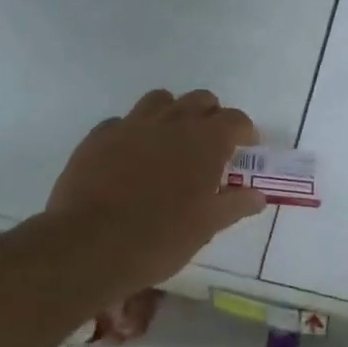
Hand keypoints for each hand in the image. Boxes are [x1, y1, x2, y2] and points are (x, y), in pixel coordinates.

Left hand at [48, 89, 266, 290]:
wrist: (89, 245)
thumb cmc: (159, 238)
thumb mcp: (206, 227)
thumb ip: (235, 205)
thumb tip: (258, 196)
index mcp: (205, 141)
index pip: (235, 119)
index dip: (244, 132)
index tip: (244, 148)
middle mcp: (172, 121)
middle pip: (200, 100)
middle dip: (210, 116)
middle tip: (209, 146)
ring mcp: (132, 124)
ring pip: (161, 100)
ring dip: (172, 114)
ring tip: (170, 143)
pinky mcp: (99, 135)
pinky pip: (123, 121)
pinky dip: (134, 132)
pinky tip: (130, 157)